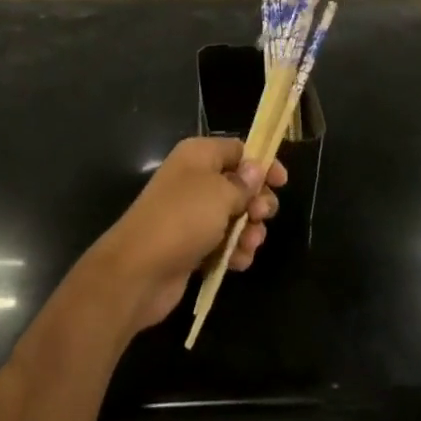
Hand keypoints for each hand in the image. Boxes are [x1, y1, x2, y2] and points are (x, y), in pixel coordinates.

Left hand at [86, 138, 288, 333]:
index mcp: (199, 156)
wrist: (138, 270)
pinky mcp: (190, 246)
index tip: (282, 182)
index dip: (261, 163)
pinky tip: (238, 262)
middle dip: (256, 202)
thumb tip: (255, 169)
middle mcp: (194, 180)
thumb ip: (244, 182)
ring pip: (233, 217)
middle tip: (261, 216)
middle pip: (238, 185)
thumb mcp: (220, 193)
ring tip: (250, 245)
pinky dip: (233, 252)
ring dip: (248, 231)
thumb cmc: (183, 219)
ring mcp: (191, 215)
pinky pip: (221, 243)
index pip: (237, 150)